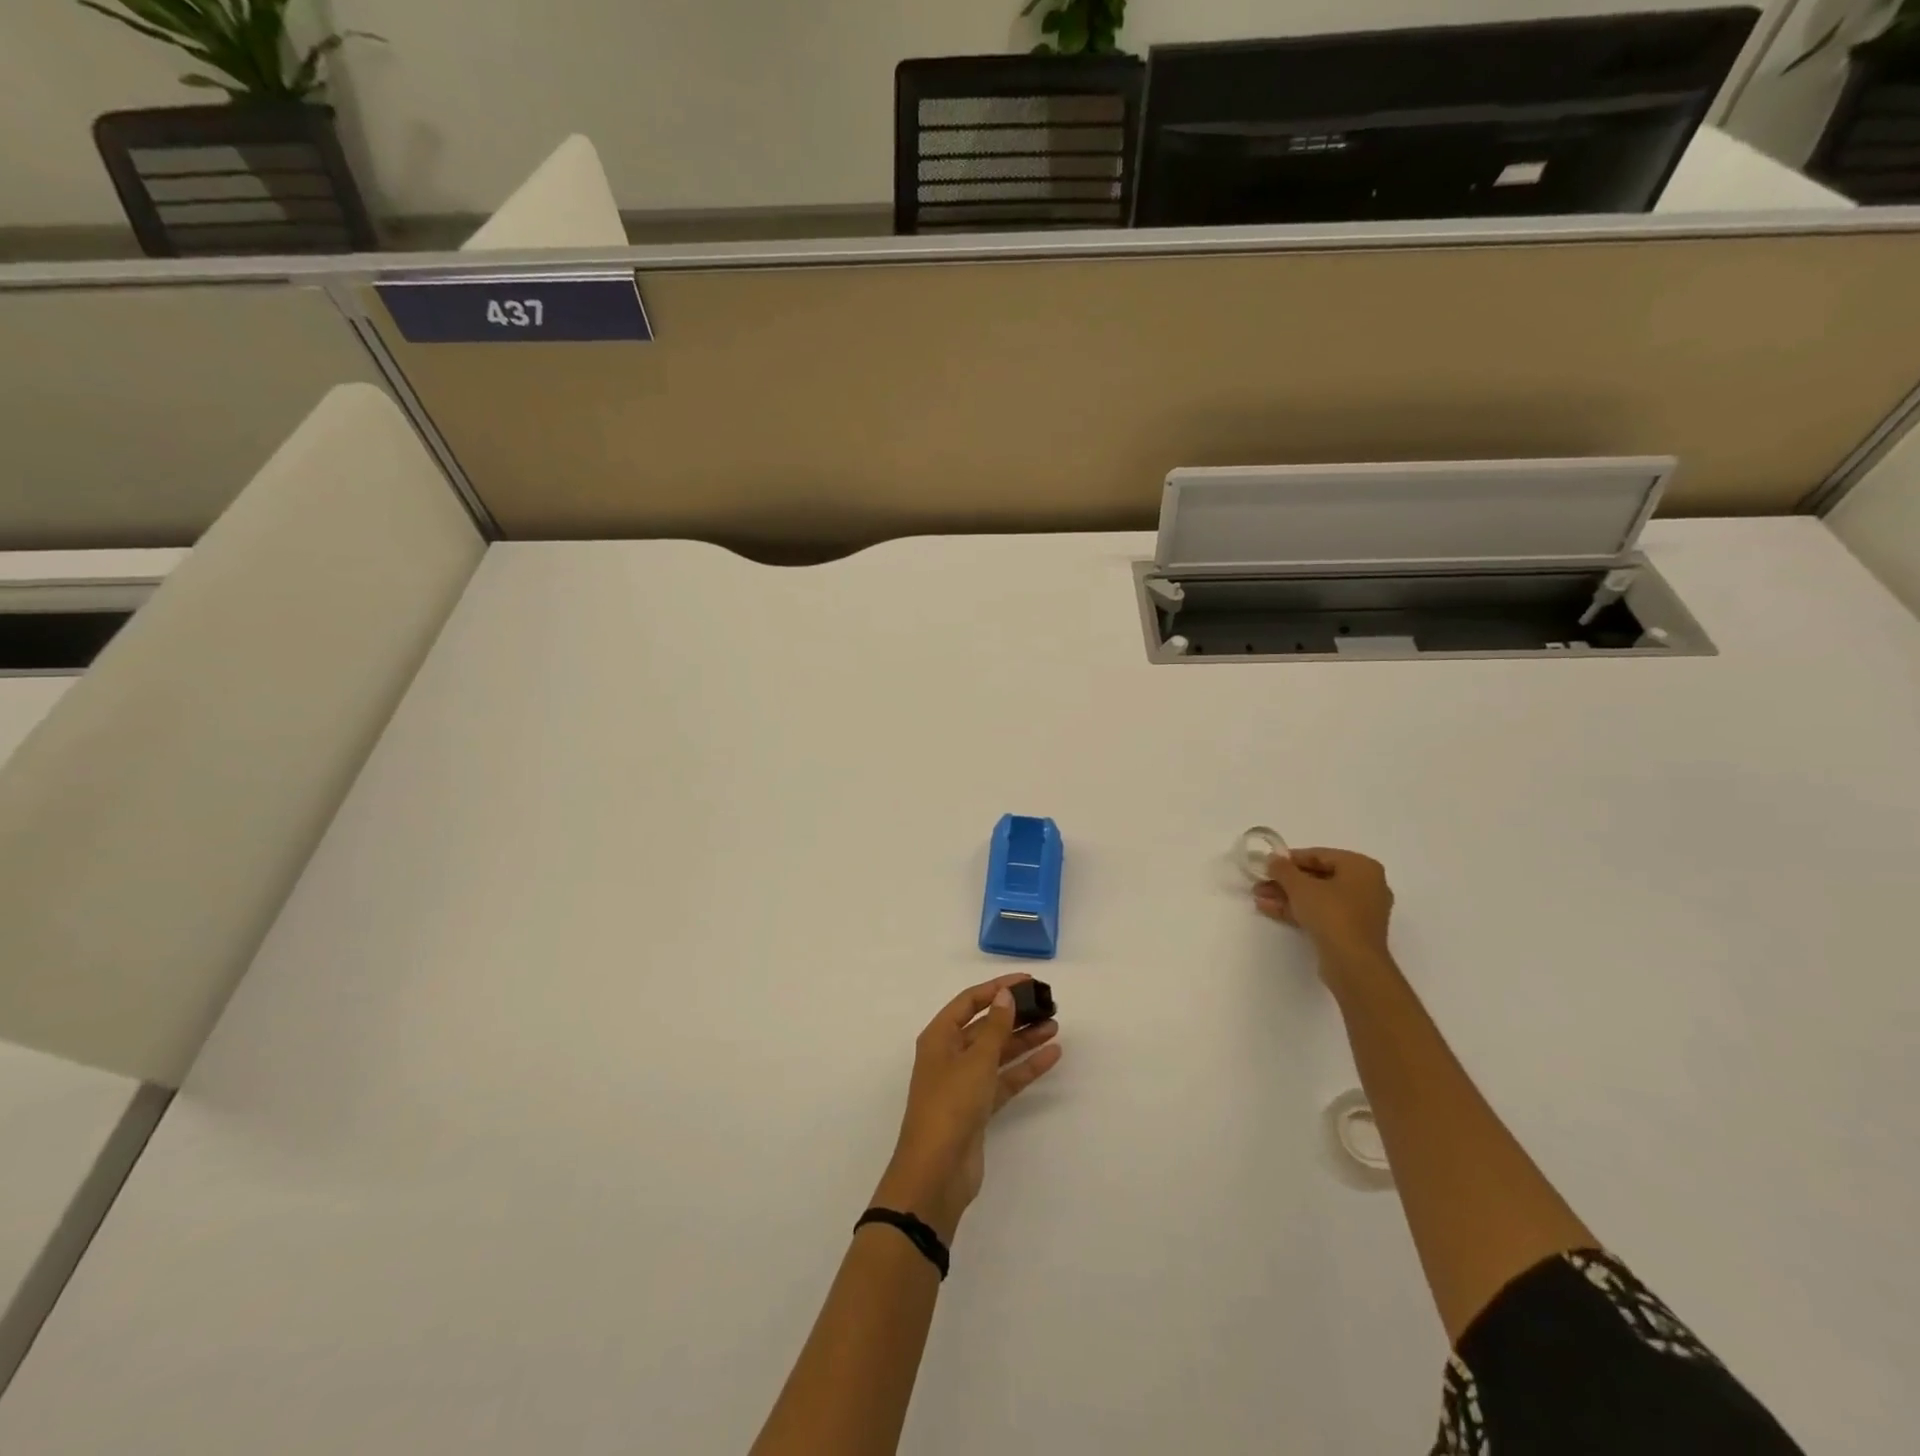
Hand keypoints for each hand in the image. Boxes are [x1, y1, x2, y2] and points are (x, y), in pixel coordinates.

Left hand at [872, 974, 1061, 1242]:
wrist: (937, 1172)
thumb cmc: (951, 1104)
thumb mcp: (975, 1060)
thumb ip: (995, 1027)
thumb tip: (1004, 995)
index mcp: (939, 1037)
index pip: (970, 1001)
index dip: (997, 988)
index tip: (1028, 981)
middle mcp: (950, 1055)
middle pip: (986, 1026)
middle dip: (1014, 1014)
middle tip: (1047, 1005)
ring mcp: (964, 1082)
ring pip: (998, 1052)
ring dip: (1024, 1039)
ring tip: (1054, 1025)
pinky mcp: (979, 1107)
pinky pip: (1005, 1078)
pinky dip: (1026, 1067)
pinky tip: (1051, 1056)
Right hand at [1254, 847, 1394, 966]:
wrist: (1353, 963)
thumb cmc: (1331, 914)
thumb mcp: (1300, 886)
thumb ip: (1283, 869)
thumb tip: (1273, 860)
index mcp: (1362, 867)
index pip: (1320, 855)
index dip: (1290, 859)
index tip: (1267, 864)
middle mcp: (1367, 885)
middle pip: (1318, 877)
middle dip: (1286, 881)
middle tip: (1260, 882)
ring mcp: (1360, 911)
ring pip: (1318, 897)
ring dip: (1287, 896)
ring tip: (1259, 898)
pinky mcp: (1352, 931)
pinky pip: (1322, 913)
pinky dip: (1299, 910)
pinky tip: (1270, 910)